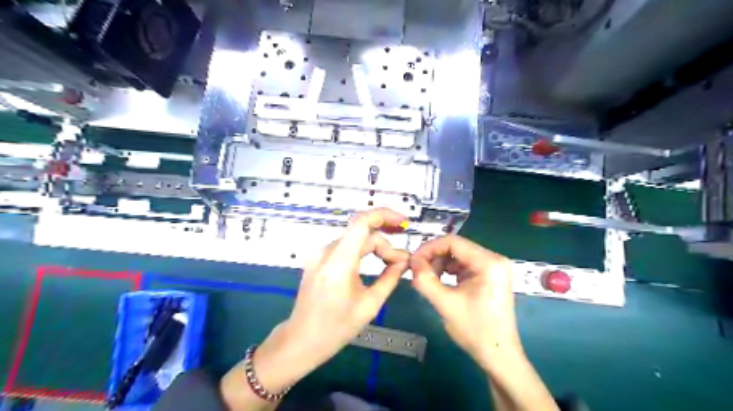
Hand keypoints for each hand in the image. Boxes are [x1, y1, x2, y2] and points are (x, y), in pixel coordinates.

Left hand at [254, 208, 411, 390]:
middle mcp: (326, 252)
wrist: (302, 340)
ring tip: (391, 262)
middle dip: (385, 244)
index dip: (385, 215)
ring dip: (375, 247)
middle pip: (362, 233)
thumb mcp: (370, 305)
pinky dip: (362, 251)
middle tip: (402, 262)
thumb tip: (404, 260)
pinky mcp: (318, 259)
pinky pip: (345, 247)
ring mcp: (319, 254)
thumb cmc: (336, 328)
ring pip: (355, 239)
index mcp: (339, 262)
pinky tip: (374, 260)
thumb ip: (390, 277)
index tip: (404, 223)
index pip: (362, 222)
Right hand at [410, 235, 522, 368]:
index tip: (412, 261)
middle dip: (434, 257)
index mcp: (489, 263)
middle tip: (417, 271)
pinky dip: (449, 270)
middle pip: (456, 247)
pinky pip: (464, 265)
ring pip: (459, 255)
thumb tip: (411, 261)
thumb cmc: (475, 330)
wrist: (498, 355)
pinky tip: (441, 282)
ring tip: (428, 279)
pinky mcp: (490, 276)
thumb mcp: (445, 304)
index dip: (429, 248)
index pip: (453, 242)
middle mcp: (494, 259)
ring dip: (441, 264)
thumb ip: (425, 280)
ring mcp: (494, 267)